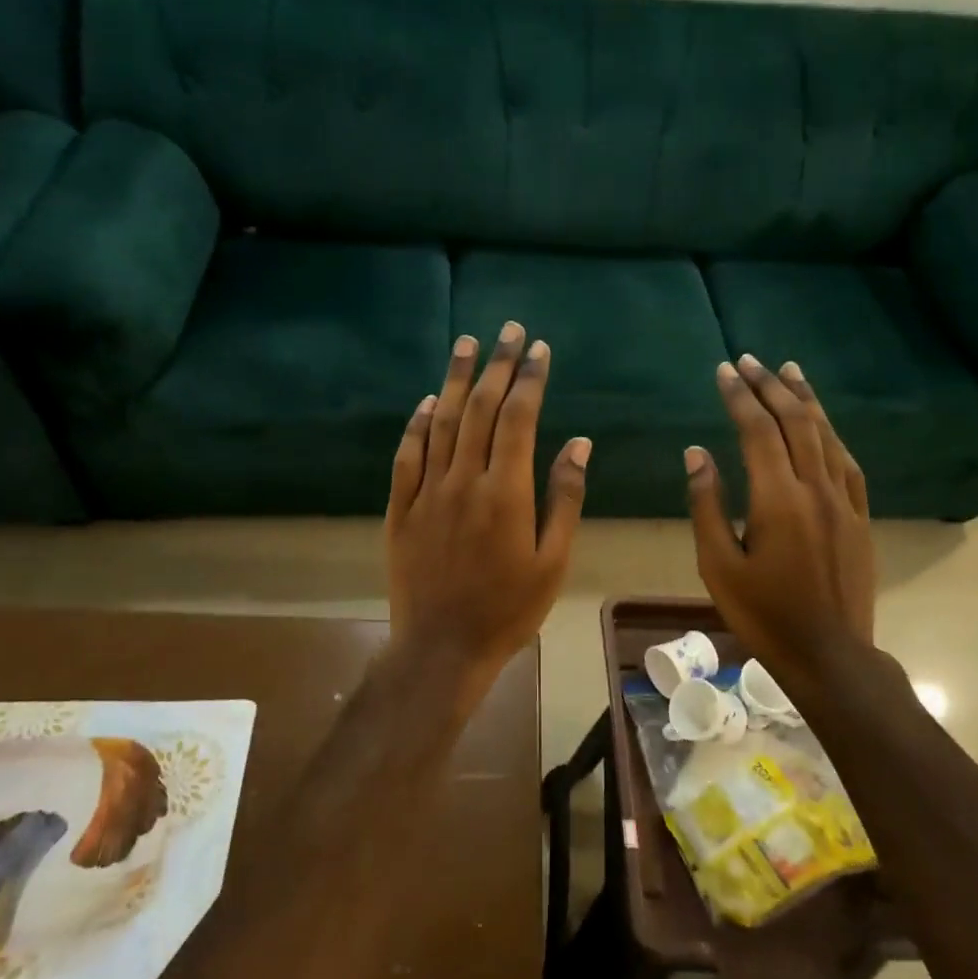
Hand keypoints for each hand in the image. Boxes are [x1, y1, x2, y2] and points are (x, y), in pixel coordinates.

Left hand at [386, 322, 589, 696]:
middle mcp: (463, 480)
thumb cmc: (509, 609)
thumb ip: (565, 498)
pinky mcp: (400, 509)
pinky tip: (427, 402)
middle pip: (478, 409)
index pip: (517, 419)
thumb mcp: (553, 561)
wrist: (442, 648)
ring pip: (440, 422)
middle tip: (507, 330)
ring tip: (465, 343)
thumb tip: (577, 442)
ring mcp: (426, 492)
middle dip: (495, 366)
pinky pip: (406, 456)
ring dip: (454, 379)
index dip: (528, 380)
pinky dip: (417, 424)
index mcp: (505, 492)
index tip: (538, 349)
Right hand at [685, 355, 875, 678]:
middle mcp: (815, 489)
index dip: (739, 396)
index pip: (757, 430)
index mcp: (777, 499)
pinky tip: (823, 424)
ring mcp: (843, 502)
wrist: (828, 654)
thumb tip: (697, 453)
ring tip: (789, 371)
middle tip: (749, 361)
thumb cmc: (763, 613)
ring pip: (826, 435)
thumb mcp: (718, 564)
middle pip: (795, 422)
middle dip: (770, 386)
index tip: (723, 370)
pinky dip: (832, 434)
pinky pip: (847, 463)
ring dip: (806, 400)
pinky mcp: (859, 517)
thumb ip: (706, 504)